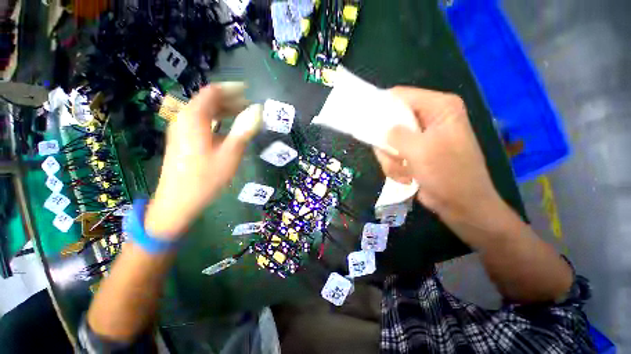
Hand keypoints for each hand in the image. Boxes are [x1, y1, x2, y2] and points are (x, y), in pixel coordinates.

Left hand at [145, 83, 262, 238]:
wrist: (178, 201)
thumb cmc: (206, 177)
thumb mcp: (230, 153)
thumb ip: (244, 130)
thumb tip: (258, 111)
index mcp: (194, 118)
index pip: (212, 92)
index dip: (232, 89)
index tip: (249, 91)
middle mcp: (184, 118)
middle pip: (207, 101)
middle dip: (230, 100)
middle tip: (250, 107)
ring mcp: (180, 129)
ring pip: (204, 112)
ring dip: (224, 111)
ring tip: (242, 116)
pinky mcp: (182, 139)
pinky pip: (201, 122)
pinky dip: (216, 121)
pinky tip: (227, 129)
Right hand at [374, 87, 505, 229]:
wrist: (461, 205)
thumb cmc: (448, 175)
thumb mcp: (420, 150)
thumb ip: (397, 134)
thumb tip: (381, 127)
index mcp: (439, 107)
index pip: (400, 96)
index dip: (381, 107)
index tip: (366, 123)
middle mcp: (429, 118)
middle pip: (390, 121)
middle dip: (388, 144)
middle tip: (396, 158)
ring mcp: (419, 137)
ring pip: (388, 142)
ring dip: (392, 160)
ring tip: (405, 172)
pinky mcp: (413, 152)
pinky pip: (391, 155)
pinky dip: (395, 168)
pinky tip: (408, 177)